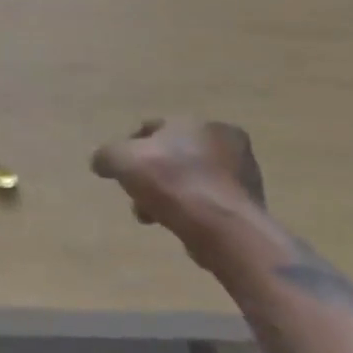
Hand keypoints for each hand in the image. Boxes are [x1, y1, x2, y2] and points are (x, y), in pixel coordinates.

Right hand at [91, 119, 264, 266]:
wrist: (224, 230)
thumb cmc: (173, 184)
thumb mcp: (124, 161)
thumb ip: (108, 155)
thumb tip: (101, 161)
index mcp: (197, 122)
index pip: (156, 128)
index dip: (132, 147)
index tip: (121, 172)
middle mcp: (225, 140)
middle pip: (175, 156)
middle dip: (153, 176)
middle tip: (138, 199)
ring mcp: (243, 174)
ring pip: (193, 180)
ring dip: (172, 196)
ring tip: (155, 218)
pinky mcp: (250, 205)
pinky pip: (211, 203)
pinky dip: (194, 212)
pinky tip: (182, 227)